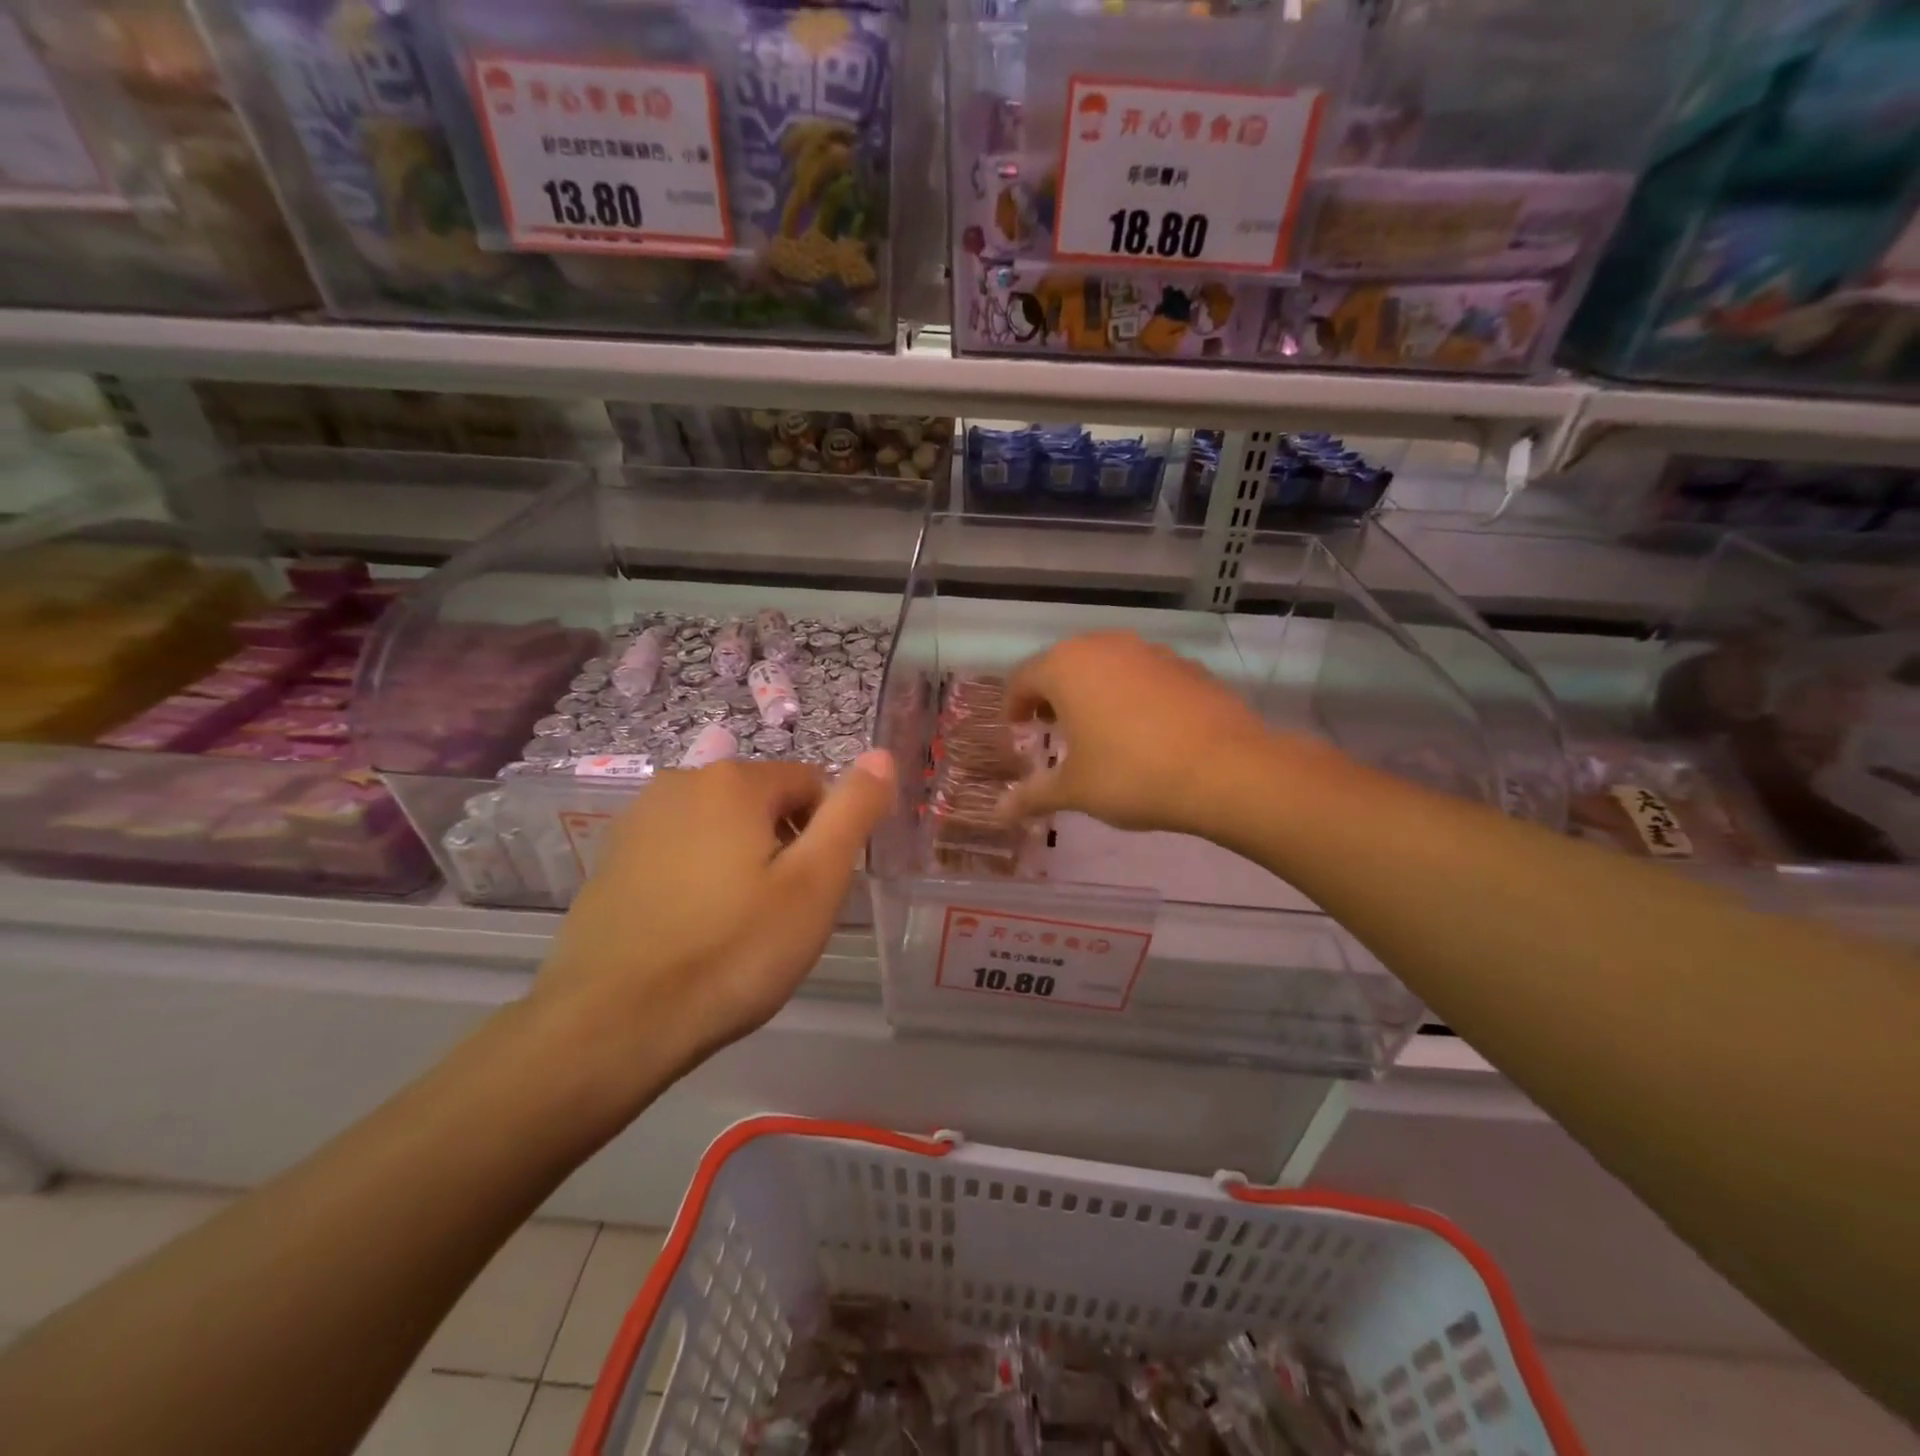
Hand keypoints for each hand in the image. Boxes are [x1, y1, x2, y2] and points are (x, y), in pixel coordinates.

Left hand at [533, 753, 895, 1078]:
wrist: (614, 1024)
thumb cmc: (733, 952)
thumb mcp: (814, 883)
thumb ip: (853, 812)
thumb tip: (882, 755)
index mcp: (734, 781)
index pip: (812, 783)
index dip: (826, 834)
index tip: (814, 890)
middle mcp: (681, 782)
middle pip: (763, 802)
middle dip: (783, 846)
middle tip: (780, 914)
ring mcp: (638, 820)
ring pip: (720, 828)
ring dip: (740, 861)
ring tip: (736, 927)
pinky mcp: (610, 859)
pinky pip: (678, 852)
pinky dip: (697, 877)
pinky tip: (691, 931)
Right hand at [997, 632, 1279, 834]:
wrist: (1225, 769)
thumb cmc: (1131, 774)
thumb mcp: (1075, 790)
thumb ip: (1033, 795)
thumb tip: (999, 812)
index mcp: (1066, 667)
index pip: (1023, 678)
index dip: (1014, 705)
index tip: (1016, 729)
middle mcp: (1104, 646)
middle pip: (1064, 665)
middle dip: (1052, 695)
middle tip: (1050, 728)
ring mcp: (1150, 652)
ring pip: (1106, 665)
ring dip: (1092, 691)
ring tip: (1096, 729)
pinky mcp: (1187, 666)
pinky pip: (1143, 675)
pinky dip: (1131, 694)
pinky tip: (1143, 729)